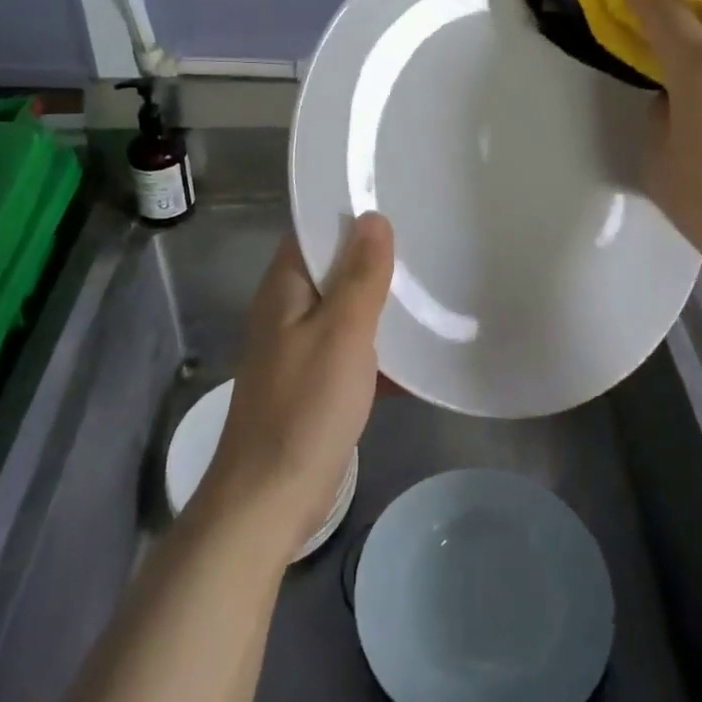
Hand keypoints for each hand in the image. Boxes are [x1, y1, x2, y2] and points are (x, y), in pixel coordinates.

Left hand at [198, 214, 394, 559]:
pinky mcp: (316, 381)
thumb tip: (373, 217)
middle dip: (375, 256)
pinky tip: (420, 345)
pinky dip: (379, 343)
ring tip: (432, 282)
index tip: (396, 200)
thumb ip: (360, 275)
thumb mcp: (341, 333)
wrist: (270, 502)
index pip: (315, 230)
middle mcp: (288, 309)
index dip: (351, 213)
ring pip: (346, 308)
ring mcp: (301, 347)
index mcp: (286, 287)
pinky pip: (352, 347)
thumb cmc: (305, 407)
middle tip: (427, 238)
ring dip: (381, 301)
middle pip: (334, 267)